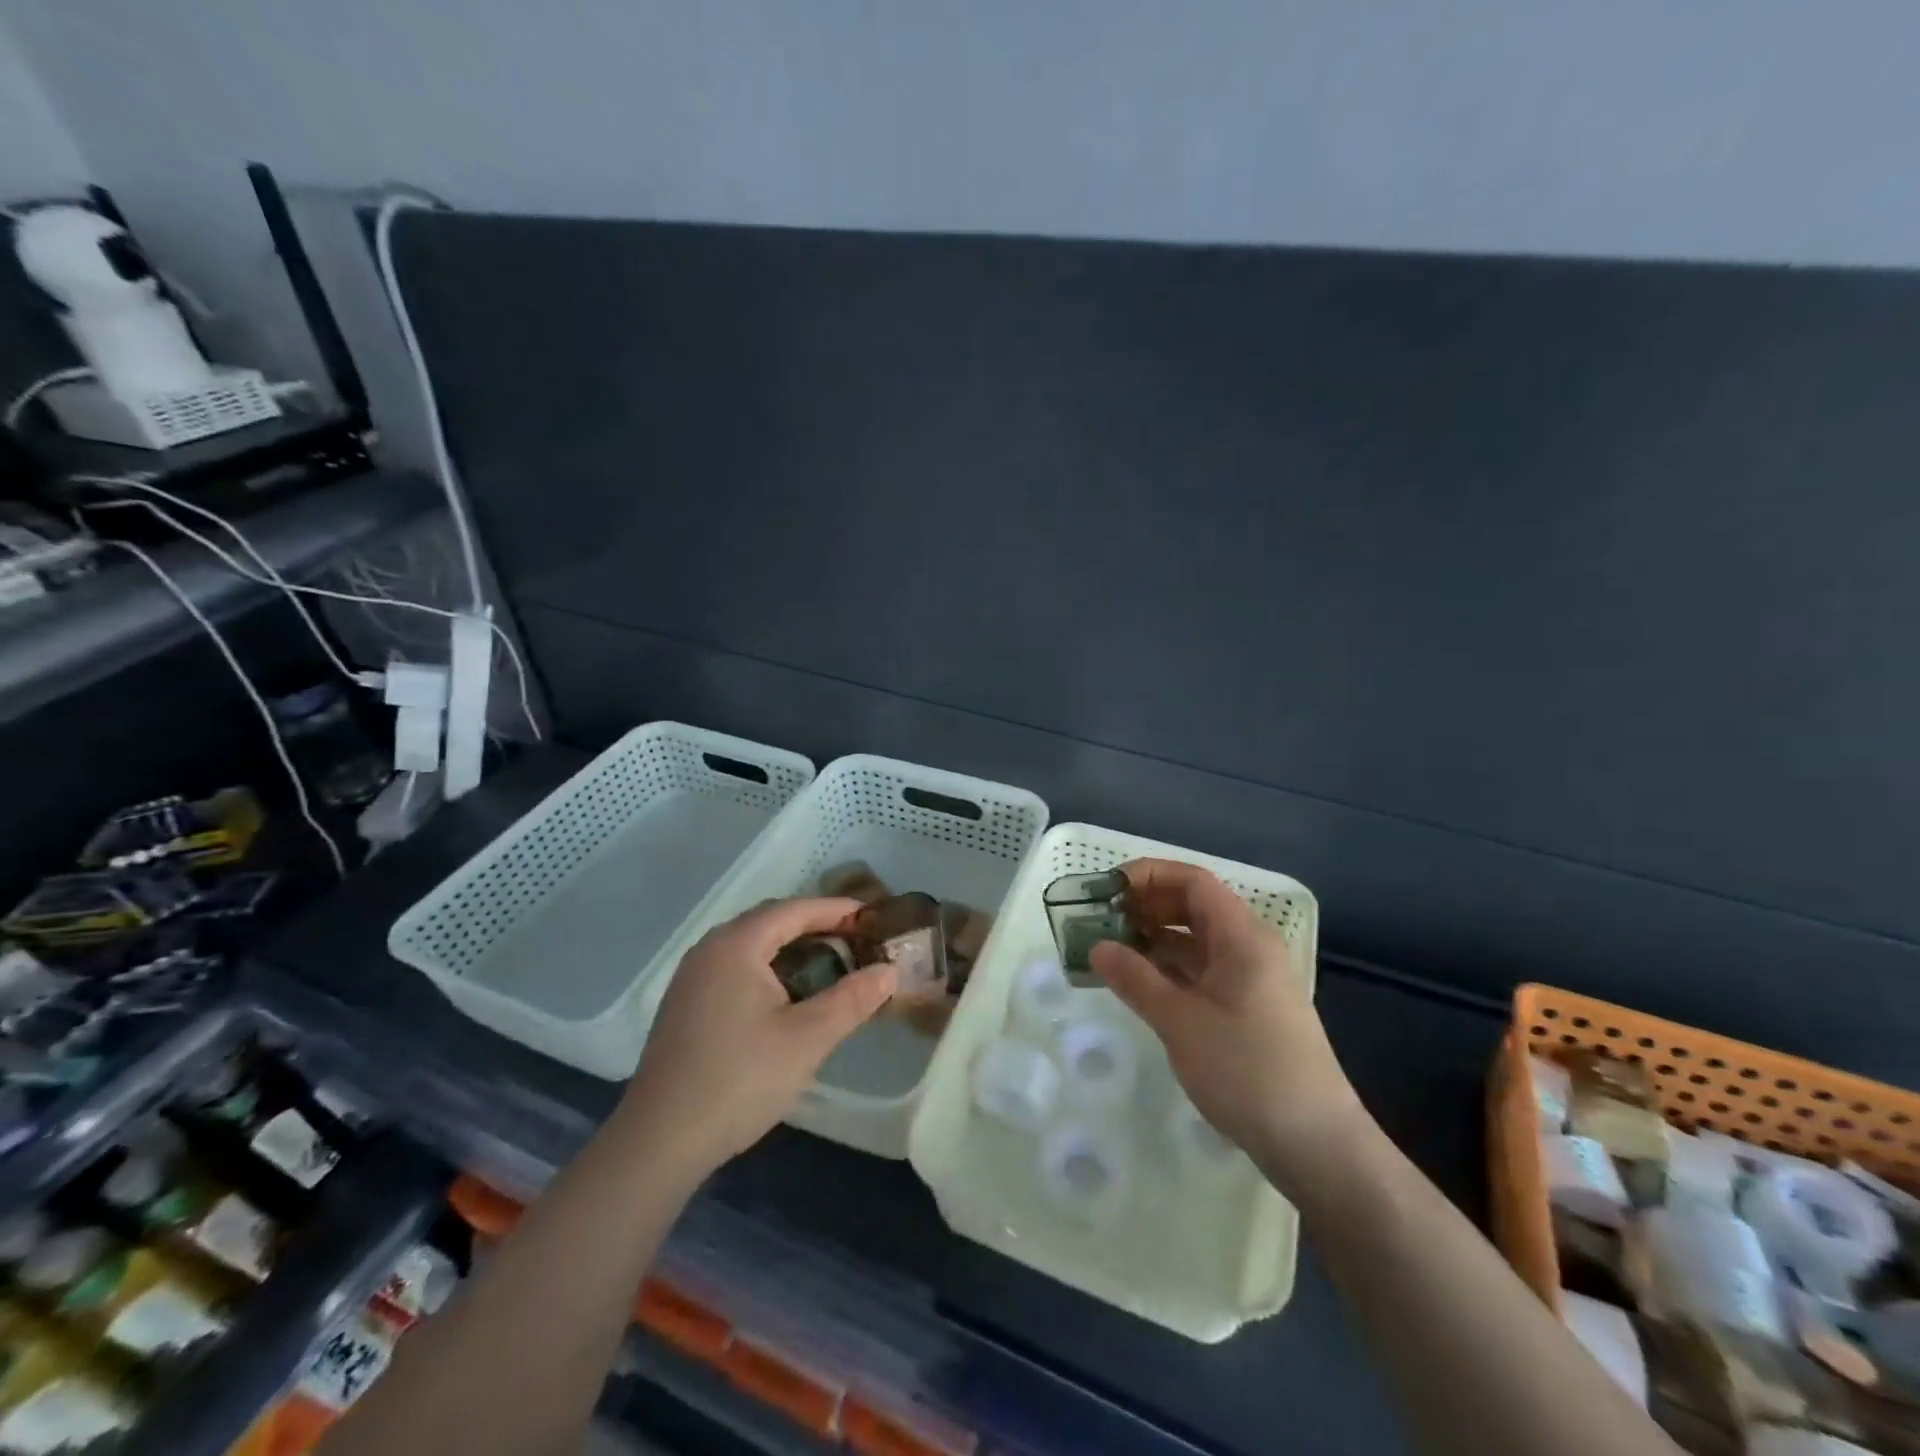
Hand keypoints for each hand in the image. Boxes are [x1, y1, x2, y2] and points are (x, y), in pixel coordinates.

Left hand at [620, 897, 896, 1177]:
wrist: (659, 1141)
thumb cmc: (739, 1080)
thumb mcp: (808, 1038)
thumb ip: (852, 999)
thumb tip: (889, 971)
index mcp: (737, 944)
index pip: (794, 910)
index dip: (836, 909)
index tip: (871, 916)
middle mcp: (710, 948)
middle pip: (770, 920)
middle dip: (814, 925)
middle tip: (854, 939)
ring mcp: (692, 977)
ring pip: (750, 944)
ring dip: (790, 946)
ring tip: (828, 963)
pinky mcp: (685, 1004)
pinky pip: (734, 966)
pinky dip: (767, 966)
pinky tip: (785, 994)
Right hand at [1089, 860, 1367, 1191]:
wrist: (1315, 1144)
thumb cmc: (1247, 1071)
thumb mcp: (1181, 1022)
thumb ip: (1135, 979)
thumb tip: (1097, 947)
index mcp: (1242, 937)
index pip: (1193, 881)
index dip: (1148, 876)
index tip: (1106, 890)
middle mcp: (1249, 947)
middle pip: (1193, 906)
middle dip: (1146, 906)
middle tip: (1100, 920)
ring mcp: (1250, 979)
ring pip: (1196, 940)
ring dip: (1154, 938)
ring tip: (1110, 949)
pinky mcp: (1248, 1008)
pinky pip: (1202, 970)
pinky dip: (1169, 968)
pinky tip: (1139, 982)